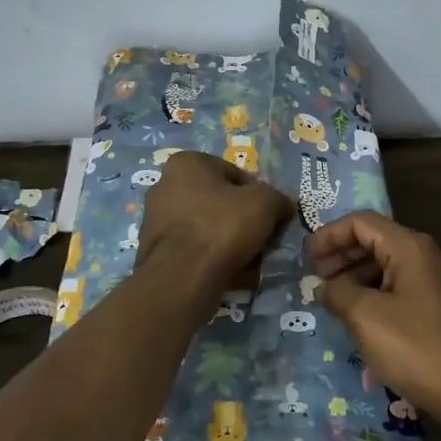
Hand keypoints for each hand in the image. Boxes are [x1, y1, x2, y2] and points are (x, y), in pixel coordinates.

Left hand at [138, 152, 291, 289]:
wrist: (183, 277)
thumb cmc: (223, 225)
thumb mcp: (265, 203)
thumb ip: (278, 198)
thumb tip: (285, 205)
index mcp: (187, 164)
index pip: (235, 174)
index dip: (259, 195)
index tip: (271, 215)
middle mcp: (165, 185)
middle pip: (219, 202)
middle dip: (242, 219)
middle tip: (261, 238)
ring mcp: (155, 220)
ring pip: (207, 227)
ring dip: (229, 241)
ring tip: (250, 260)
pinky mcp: (155, 252)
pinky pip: (194, 250)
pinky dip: (212, 258)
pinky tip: (231, 274)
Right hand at [307, 211, 440, 425]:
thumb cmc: (416, 347)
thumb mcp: (366, 317)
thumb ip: (339, 292)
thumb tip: (324, 286)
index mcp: (409, 247)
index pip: (362, 222)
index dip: (330, 235)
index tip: (305, 257)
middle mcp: (423, 255)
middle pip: (374, 240)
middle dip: (341, 255)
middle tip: (314, 277)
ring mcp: (433, 281)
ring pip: (385, 265)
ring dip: (355, 276)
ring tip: (331, 299)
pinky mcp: (436, 306)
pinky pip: (396, 287)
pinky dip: (372, 293)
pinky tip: (357, 316)